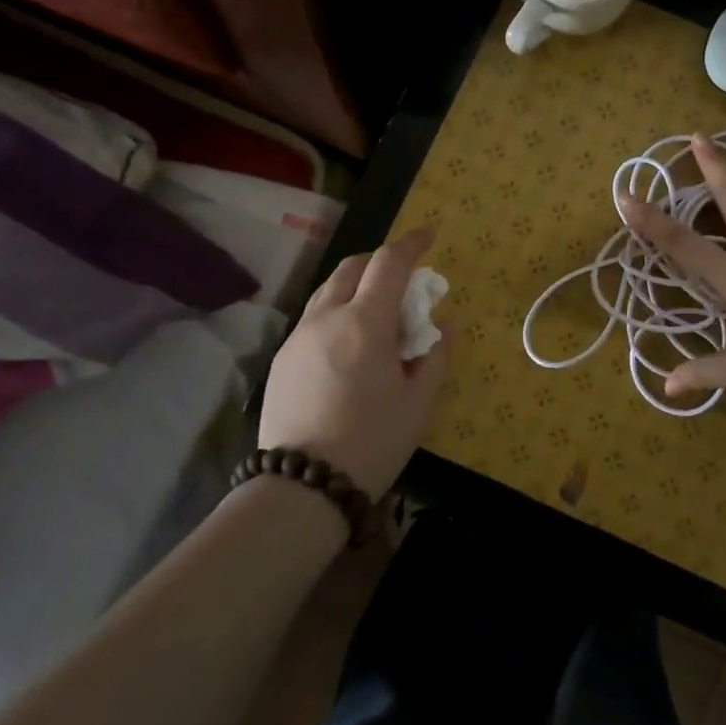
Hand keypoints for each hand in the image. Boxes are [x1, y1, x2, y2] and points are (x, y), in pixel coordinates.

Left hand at [254, 228, 449, 496]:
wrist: (301, 488)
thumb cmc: (372, 441)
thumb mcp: (418, 401)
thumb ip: (435, 355)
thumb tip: (443, 324)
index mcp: (365, 322)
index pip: (389, 263)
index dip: (412, 243)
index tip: (430, 236)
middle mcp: (327, 318)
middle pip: (352, 267)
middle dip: (381, 261)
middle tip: (404, 279)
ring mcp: (298, 337)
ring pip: (328, 290)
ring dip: (356, 284)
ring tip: (377, 310)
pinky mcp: (282, 359)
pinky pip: (314, 317)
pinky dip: (338, 310)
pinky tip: (350, 343)